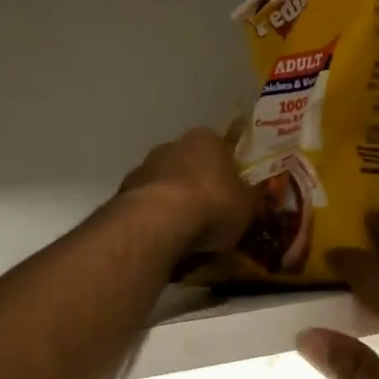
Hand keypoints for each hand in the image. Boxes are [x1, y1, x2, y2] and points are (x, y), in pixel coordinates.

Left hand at [117, 127, 257, 256]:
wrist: (158, 223)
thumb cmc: (212, 204)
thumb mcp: (248, 204)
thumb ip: (251, 196)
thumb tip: (255, 195)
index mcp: (206, 138)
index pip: (222, 150)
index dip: (229, 173)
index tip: (234, 195)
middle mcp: (173, 145)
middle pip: (191, 165)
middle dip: (200, 186)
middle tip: (212, 216)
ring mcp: (144, 167)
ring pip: (166, 185)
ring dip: (175, 203)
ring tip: (188, 234)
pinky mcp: (124, 193)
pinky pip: (148, 206)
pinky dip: (156, 219)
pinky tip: (166, 240)